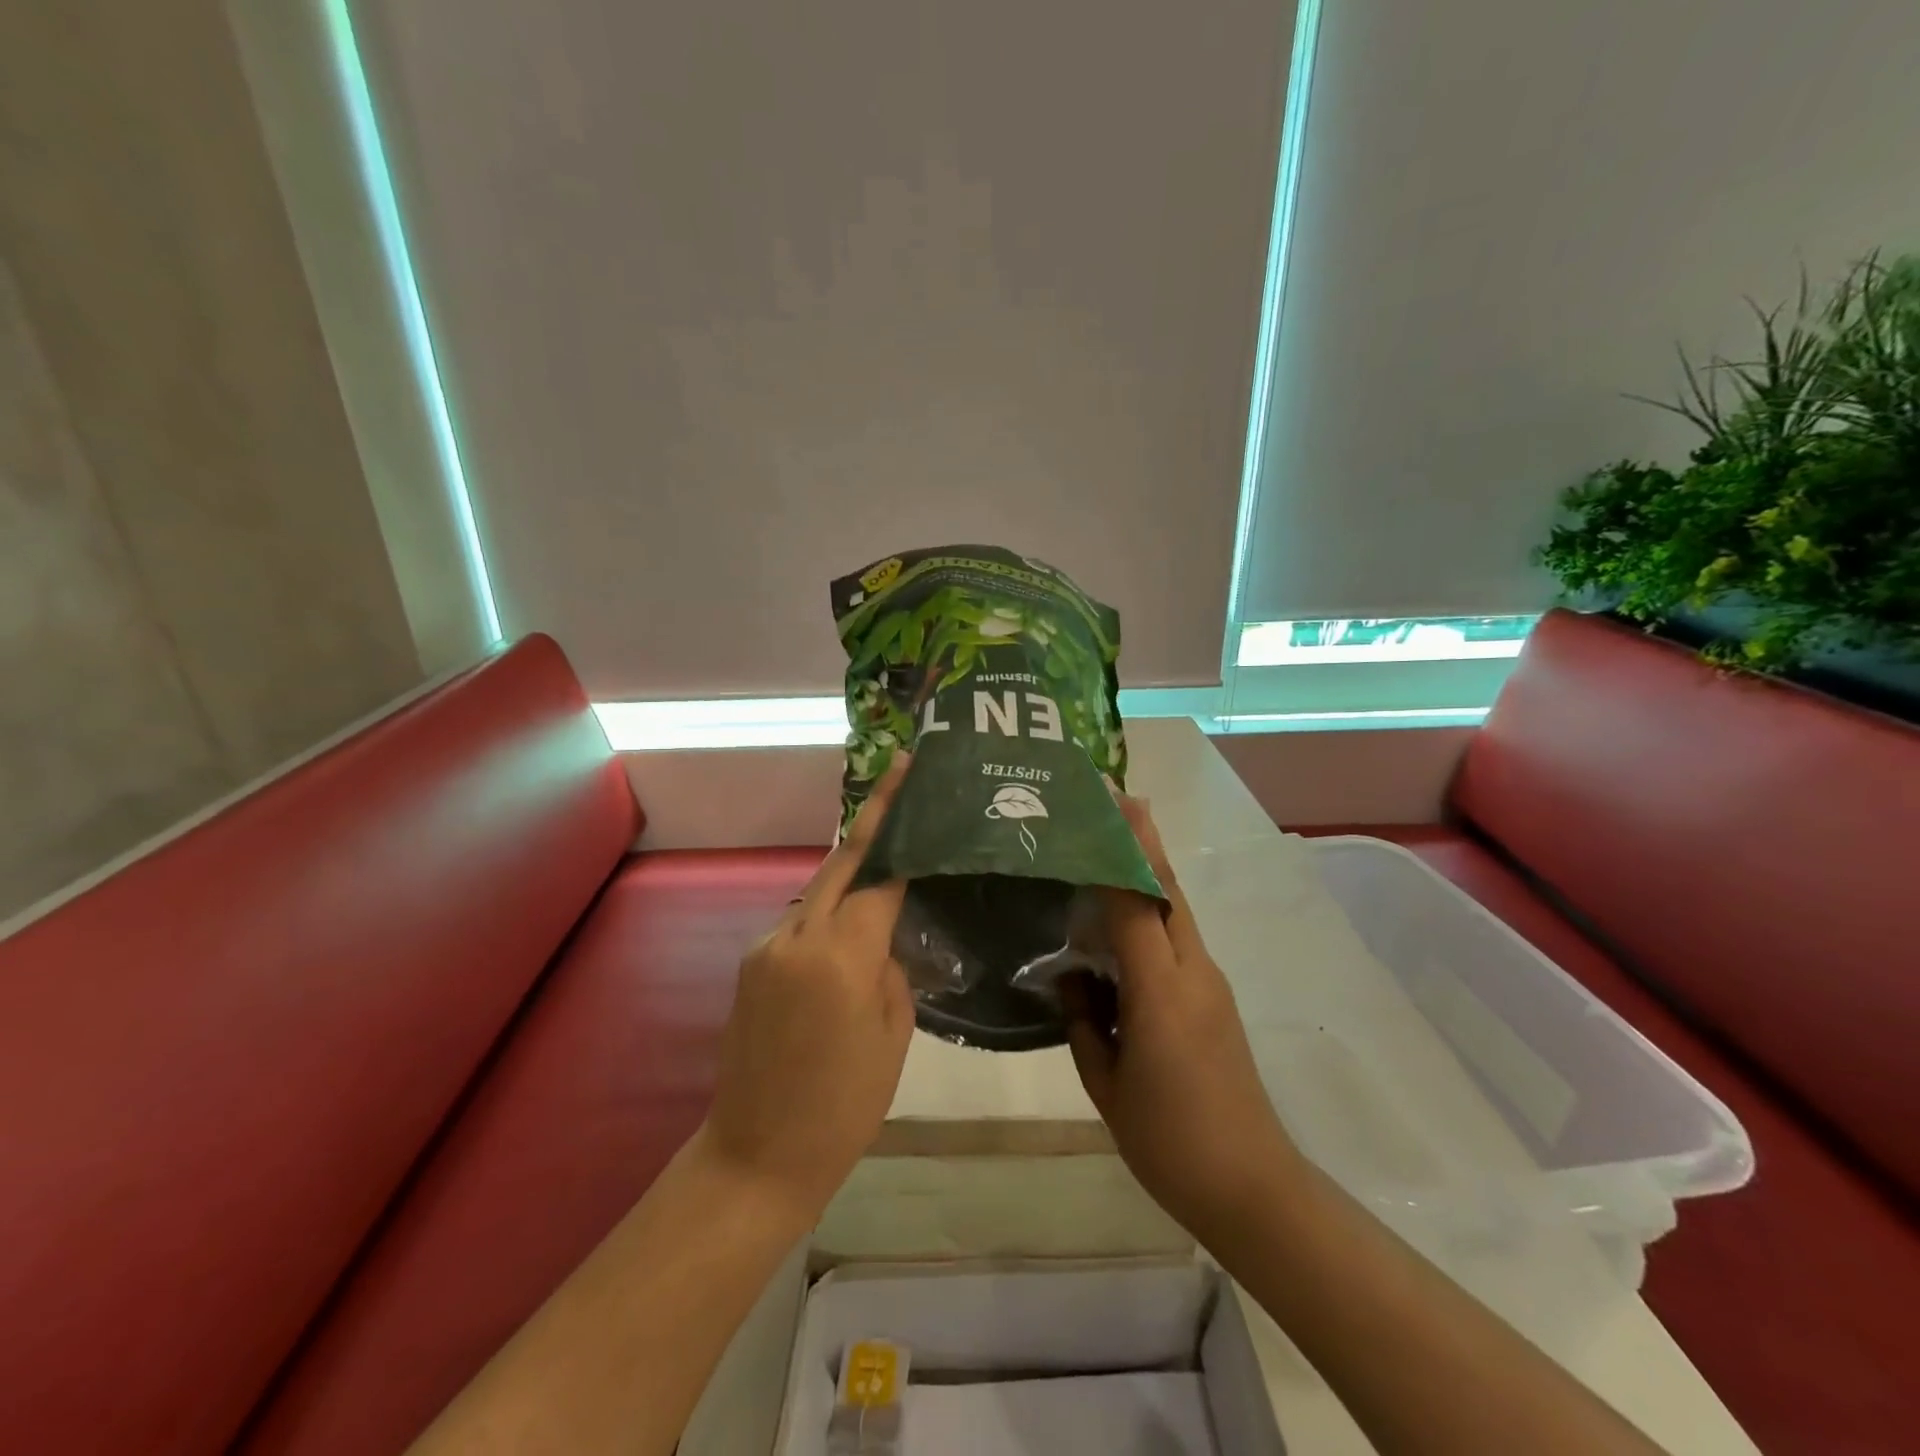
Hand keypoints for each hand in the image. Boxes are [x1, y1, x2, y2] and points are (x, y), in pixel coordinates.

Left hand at [699, 755, 914, 1223]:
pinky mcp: (752, 963)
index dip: (901, 833)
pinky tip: (850, 927)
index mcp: (840, 956)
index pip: (879, 877)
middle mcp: (797, 937)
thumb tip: (883, 937)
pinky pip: (800, 921)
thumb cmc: (843, 1106)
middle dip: (872, 818)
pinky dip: (829, 911)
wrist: (756, 1155)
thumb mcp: (893, 1036)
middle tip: (898, 777)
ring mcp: (767, 947)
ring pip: (818, 891)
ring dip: (851, 870)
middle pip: (841, 863)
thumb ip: (890, 968)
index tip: (914, 788)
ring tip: (887, 858)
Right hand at [1062, 795, 1302, 1244]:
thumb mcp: (1105, 1083)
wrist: (1252, 1187)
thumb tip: (1073, 979)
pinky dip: (1150, 916)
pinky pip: (1177, 942)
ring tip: (1107, 851)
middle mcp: (1193, 972)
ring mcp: (1210, 984)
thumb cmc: (1169, 1139)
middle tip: (1115, 801)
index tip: (1106, 804)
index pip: (1136, 901)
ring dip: (1146, 875)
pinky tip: (1119, 927)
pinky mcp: (1215, 1000)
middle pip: (1167, 890)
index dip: (1120, 850)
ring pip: (1174, 912)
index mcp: (1162, 990)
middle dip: (1144, 841)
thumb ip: (1082, 1021)